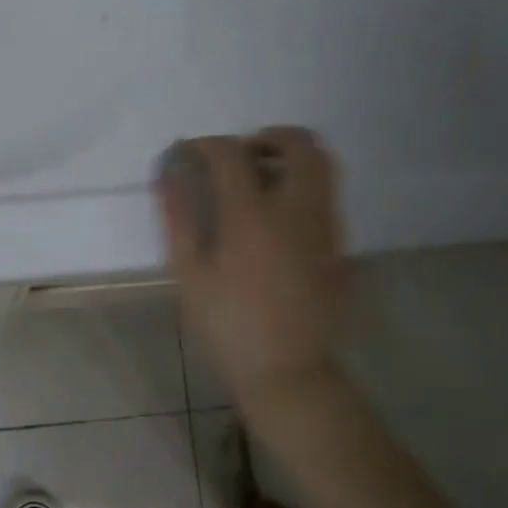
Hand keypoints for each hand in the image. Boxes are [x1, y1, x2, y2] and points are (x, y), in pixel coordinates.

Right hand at [155, 127, 346, 409]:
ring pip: (323, 166)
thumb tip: (168, 176)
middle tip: (242, 155)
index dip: (207, 145)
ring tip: (260, 180)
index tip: (190, 152)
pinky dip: (304, 186)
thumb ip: (179, 218)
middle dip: (269, 136)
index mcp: (252, 215)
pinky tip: (277, 216)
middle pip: (299, 144)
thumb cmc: (228, 324)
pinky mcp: (340, 246)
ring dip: (291, 158)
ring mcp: (325, 226)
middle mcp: (297, 210)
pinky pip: (326, 196)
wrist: (287, 371)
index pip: (231, 154)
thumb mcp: (190, 273)